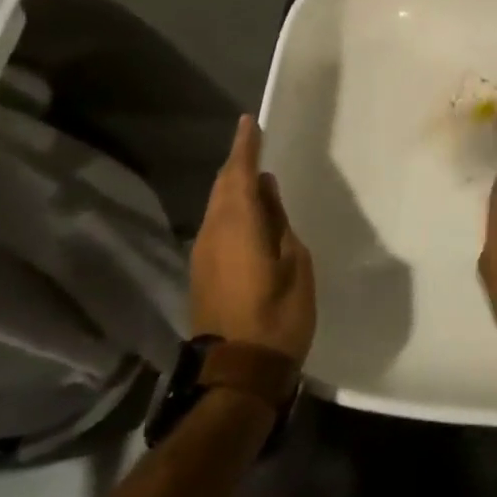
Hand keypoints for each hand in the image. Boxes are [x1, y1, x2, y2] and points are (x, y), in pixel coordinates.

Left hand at [191, 116, 315, 364]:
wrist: (238, 375)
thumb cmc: (277, 315)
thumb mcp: (294, 261)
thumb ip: (277, 220)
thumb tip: (264, 190)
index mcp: (237, 224)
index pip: (238, 172)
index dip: (245, 145)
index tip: (249, 121)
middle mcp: (212, 232)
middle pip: (222, 186)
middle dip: (237, 163)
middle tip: (255, 143)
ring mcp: (203, 254)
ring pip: (217, 206)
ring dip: (233, 186)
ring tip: (256, 175)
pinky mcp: (202, 273)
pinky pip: (216, 225)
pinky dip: (230, 209)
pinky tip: (248, 213)